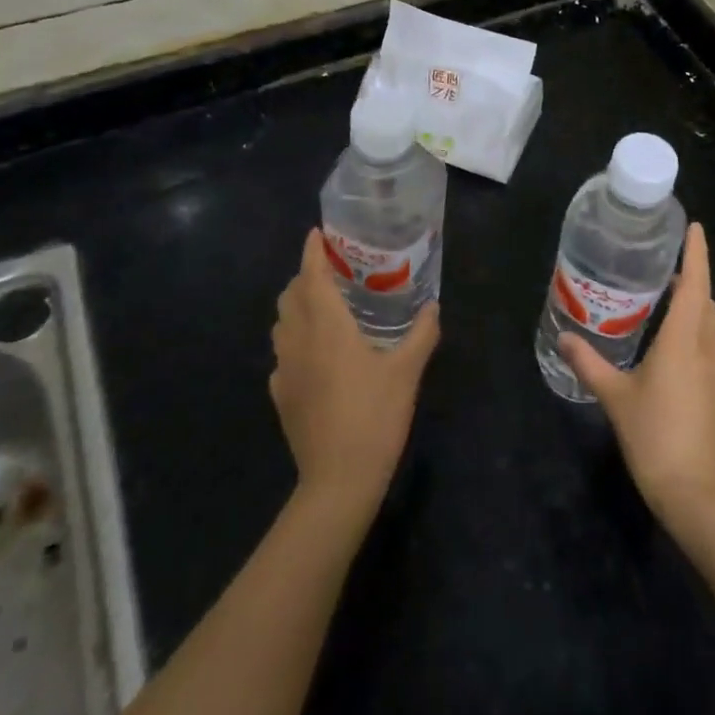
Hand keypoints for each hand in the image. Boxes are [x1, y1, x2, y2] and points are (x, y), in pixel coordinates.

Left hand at [270, 230, 439, 521]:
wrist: (338, 481)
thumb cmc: (374, 417)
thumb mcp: (407, 372)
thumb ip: (421, 334)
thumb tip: (433, 305)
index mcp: (327, 326)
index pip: (312, 275)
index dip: (312, 251)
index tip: (318, 233)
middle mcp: (299, 340)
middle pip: (291, 295)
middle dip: (306, 276)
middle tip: (333, 271)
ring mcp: (284, 369)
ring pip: (282, 323)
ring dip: (297, 306)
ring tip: (324, 307)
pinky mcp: (281, 395)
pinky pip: (282, 354)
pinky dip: (294, 340)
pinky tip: (316, 354)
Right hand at [559, 223, 714, 528]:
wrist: (698, 494)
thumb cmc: (656, 437)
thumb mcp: (615, 397)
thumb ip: (589, 363)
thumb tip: (564, 336)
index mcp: (684, 340)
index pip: (694, 285)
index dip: (695, 253)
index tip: (693, 226)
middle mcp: (706, 348)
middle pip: (706, 300)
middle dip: (692, 275)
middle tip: (667, 259)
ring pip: (712, 323)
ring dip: (697, 302)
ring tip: (670, 292)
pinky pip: (711, 343)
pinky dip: (698, 326)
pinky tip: (677, 338)